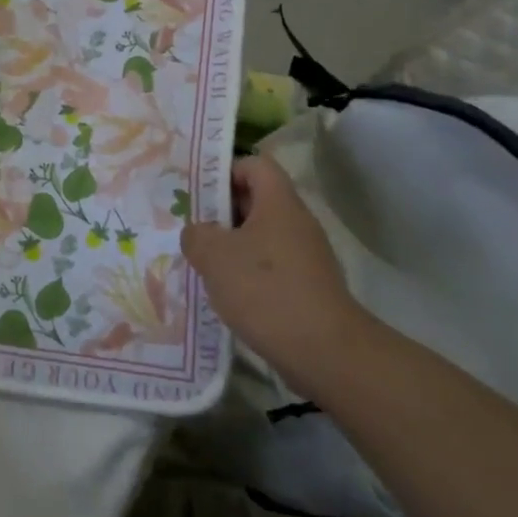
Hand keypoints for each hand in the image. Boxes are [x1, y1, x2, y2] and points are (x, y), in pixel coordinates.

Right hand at [180, 154, 363, 372]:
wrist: (324, 351)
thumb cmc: (265, 290)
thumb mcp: (214, 256)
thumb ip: (196, 235)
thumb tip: (199, 233)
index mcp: (279, 203)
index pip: (255, 164)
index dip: (225, 171)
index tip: (199, 195)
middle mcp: (297, 222)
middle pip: (257, 200)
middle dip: (222, 213)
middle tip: (193, 230)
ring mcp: (307, 256)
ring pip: (262, 236)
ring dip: (233, 246)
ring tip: (203, 264)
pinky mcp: (309, 286)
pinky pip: (272, 266)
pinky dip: (249, 274)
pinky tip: (228, 295)